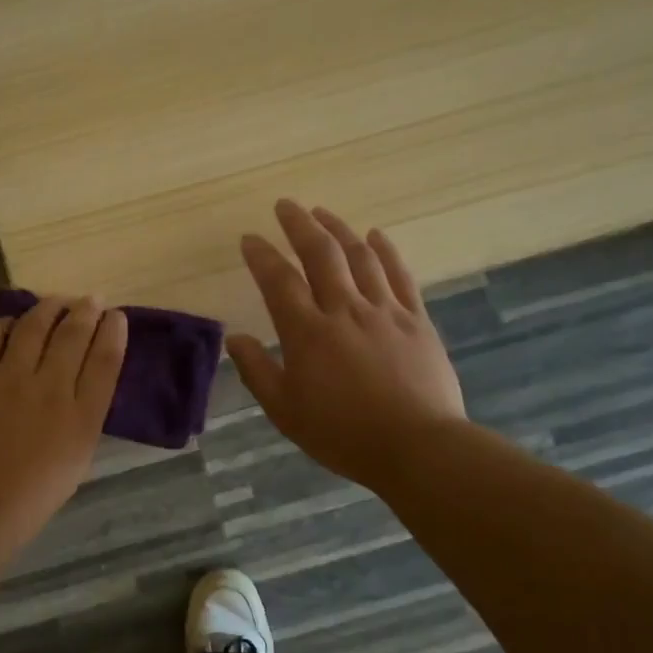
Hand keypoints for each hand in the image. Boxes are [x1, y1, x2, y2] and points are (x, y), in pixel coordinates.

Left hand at [0, 296, 127, 558]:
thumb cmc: (34, 494)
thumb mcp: (78, 458)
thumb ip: (84, 417)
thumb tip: (81, 385)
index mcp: (83, 415)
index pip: (106, 360)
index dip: (114, 332)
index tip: (116, 317)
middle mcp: (51, 388)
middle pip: (73, 335)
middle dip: (86, 311)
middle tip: (90, 299)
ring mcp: (10, 379)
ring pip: (33, 327)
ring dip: (48, 308)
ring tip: (56, 302)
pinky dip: (4, 324)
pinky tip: (10, 322)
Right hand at [227, 201, 465, 494]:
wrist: (417, 446)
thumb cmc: (342, 434)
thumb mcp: (285, 411)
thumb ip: (257, 372)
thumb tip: (235, 339)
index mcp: (307, 333)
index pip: (278, 281)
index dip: (261, 255)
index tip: (249, 238)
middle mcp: (344, 310)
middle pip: (320, 254)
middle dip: (299, 224)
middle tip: (285, 205)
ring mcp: (384, 311)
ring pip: (360, 256)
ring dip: (339, 229)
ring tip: (323, 212)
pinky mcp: (416, 320)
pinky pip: (400, 275)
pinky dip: (386, 250)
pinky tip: (376, 235)